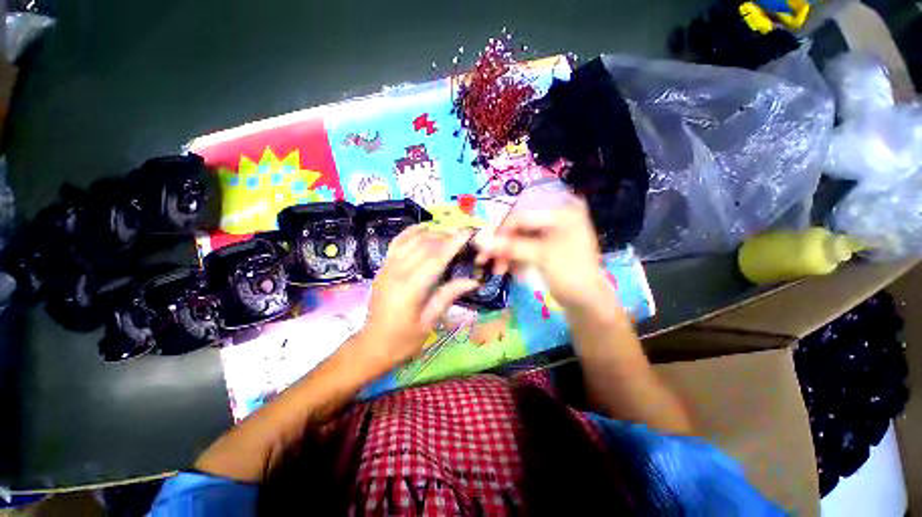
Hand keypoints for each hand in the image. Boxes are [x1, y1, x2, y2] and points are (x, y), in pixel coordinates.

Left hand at [355, 225, 478, 371]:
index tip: (467, 232)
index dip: (453, 244)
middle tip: (463, 236)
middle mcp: (397, 272)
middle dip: (445, 237)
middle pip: (424, 246)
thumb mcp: (429, 322)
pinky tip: (422, 228)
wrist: (372, 345)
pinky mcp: (383, 268)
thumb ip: (448, 296)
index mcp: (411, 288)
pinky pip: (396, 243)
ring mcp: (387, 268)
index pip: (436, 259)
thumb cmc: (403, 339)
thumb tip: (473, 281)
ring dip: (431, 234)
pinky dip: (410, 232)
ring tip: (448, 234)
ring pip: (411, 241)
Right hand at [475, 193, 615, 312]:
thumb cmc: (570, 274)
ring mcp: (550, 231)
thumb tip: (478, 240)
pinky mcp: (545, 245)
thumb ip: (509, 247)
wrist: (586, 301)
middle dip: (501, 244)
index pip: (522, 216)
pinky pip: (523, 247)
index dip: (501, 232)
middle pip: (518, 226)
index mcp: (562, 212)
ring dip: (505, 253)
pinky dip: (513, 258)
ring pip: (518, 238)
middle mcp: (555, 216)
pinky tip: (507, 269)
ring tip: (498, 270)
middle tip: (483, 259)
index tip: (484, 247)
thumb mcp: (540, 257)